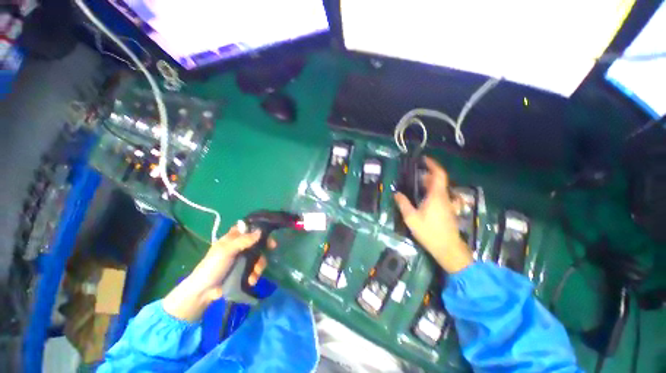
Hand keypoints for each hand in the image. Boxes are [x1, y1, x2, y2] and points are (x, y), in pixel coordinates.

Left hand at [163, 226, 275, 320]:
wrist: (203, 292)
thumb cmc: (212, 267)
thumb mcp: (226, 251)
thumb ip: (243, 240)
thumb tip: (260, 231)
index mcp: (233, 238)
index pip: (249, 228)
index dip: (259, 228)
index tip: (268, 231)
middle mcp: (240, 246)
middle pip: (257, 242)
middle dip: (264, 246)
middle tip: (272, 247)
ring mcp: (243, 259)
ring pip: (259, 256)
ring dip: (259, 265)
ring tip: (255, 274)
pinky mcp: (245, 271)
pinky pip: (256, 269)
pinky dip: (255, 274)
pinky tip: (251, 280)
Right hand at [394, 157, 472, 273]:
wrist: (448, 248)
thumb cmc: (429, 232)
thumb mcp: (411, 218)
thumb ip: (403, 204)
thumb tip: (396, 193)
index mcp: (436, 196)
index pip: (438, 174)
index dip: (433, 165)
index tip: (424, 159)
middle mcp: (444, 197)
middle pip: (438, 180)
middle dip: (427, 174)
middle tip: (414, 174)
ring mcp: (447, 204)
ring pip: (439, 188)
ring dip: (429, 183)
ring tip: (416, 184)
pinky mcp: (447, 210)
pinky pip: (439, 195)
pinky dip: (431, 191)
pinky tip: (422, 197)